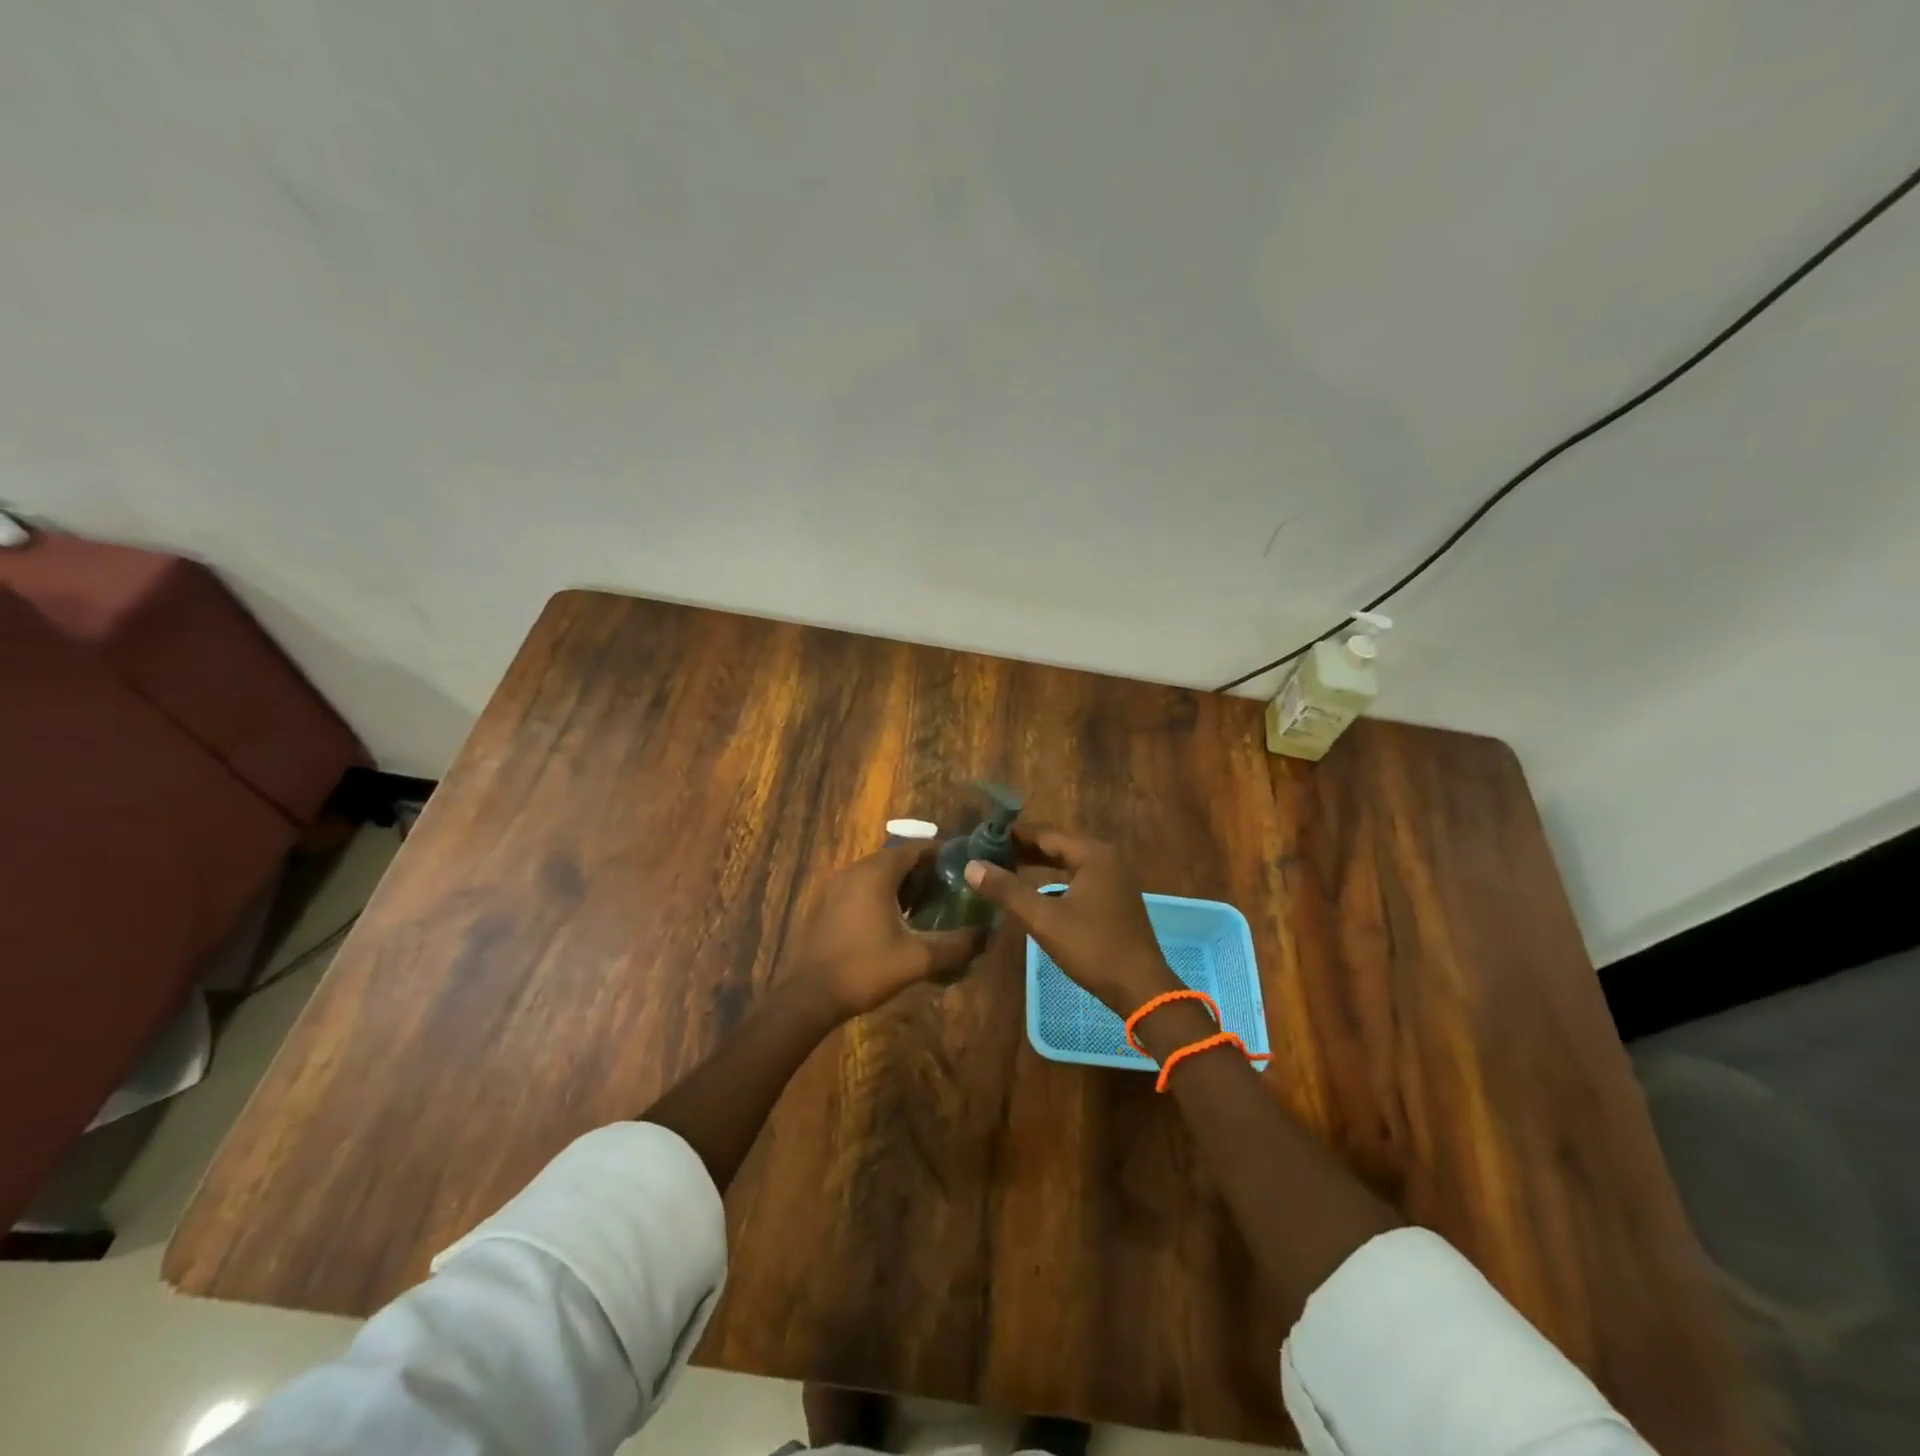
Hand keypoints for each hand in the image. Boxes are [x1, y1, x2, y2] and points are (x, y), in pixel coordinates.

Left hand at [787, 843, 987, 1015]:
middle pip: (896, 859)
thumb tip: (986, 934)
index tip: (963, 869)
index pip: (915, 848)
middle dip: (924, 872)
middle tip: (950, 891)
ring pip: (878, 874)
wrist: (808, 996)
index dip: (941, 855)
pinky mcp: (827, 905)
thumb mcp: (918, 958)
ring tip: (927, 908)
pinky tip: (895, 923)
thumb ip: (956, 944)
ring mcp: (836, 887)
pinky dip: (882, 896)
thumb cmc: (865, 968)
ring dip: (903, 885)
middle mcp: (855, 870)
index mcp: (876, 873)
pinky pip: (862, 888)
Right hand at [964, 826, 1178, 1015]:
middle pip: (1057, 844)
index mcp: (1093, 854)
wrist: (1141, 988)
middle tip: (987, 853)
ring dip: (1038, 863)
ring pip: (1067, 861)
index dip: (1012, 835)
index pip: (1045, 833)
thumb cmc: (1092, 948)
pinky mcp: (1114, 897)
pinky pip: (1078, 877)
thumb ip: (1007, 890)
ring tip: (1004, 867)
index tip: (982, 837)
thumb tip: (971, 866)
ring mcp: (1114, 878)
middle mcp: (1106, 858)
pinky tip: (1034, 889)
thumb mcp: (1044, 919)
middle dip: (1023, 848)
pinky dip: (1054, 878)